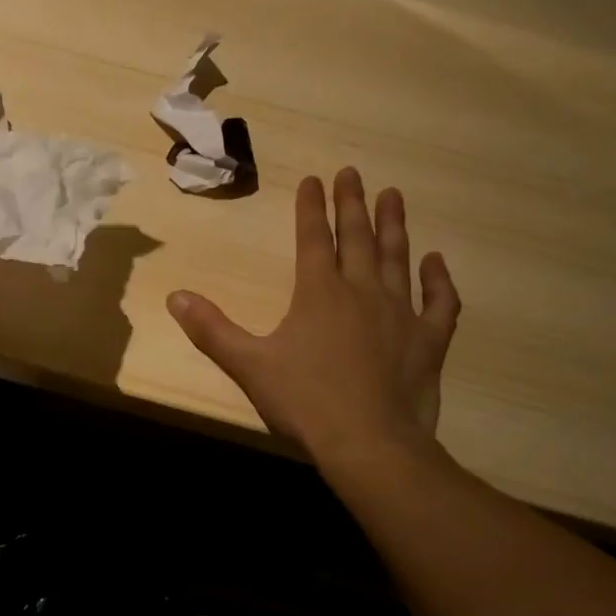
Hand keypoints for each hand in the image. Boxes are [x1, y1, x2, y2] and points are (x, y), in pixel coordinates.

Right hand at [167, 168, 459, 473]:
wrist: (368, 443)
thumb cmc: (305, 401)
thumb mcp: (248, 365)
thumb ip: (211, 329)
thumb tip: (175, 297)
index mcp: (319, 293)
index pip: (313, 238)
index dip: (310, 207)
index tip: (313, 178)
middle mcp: (362, 292)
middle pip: (357, 237)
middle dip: (353, 203)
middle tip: (353, 172)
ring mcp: (401, 314)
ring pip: (398, 258)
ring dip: (394, 226)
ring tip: (394, 195)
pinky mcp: (429, 342)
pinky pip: (440, 303)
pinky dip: (439, 281)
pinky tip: (437, 262)